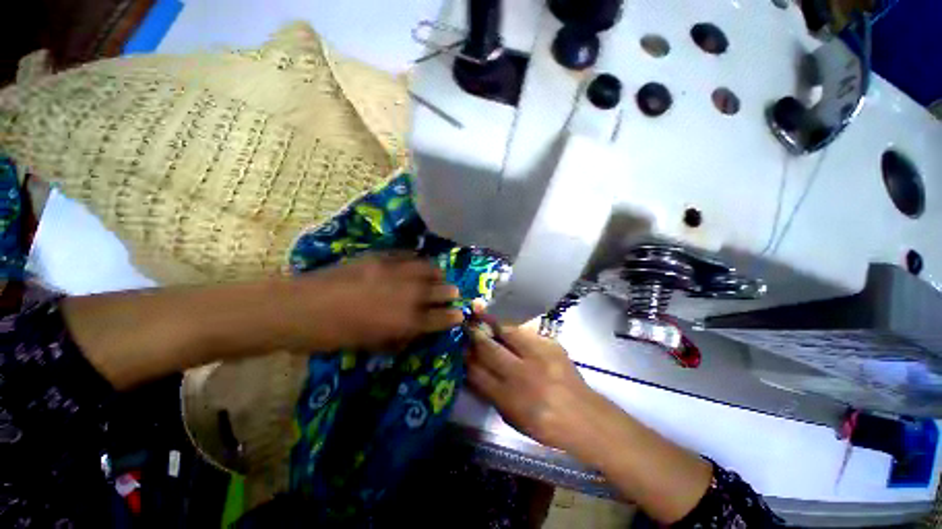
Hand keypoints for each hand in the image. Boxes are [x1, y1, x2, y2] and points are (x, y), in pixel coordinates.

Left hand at [300, 255, 464, 351]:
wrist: (298, 308)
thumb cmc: (332, 336)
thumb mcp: (369, 345)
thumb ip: (397, 337)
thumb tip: (414, 330)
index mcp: (403, 321)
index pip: (438, 318)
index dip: (452, 317)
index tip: (459, 315)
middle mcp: (405, 294)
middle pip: (438, 290)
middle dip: (449, 292)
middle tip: (453, 292)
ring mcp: (393, 272)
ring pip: (427, 268)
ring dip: (436, 273)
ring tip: (439, 275)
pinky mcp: (378, 257)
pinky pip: (405, 255)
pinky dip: (415, 259)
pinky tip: (416, 261)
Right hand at [467, 322, 616, 452]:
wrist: (584, 417)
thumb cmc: (544, 424)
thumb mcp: (512, 418)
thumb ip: (491, 393)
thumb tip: (472, 371)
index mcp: (509, 398)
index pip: (477, 372)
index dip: (465, 357)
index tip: (458, 346)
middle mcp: (522, 374)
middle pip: (489, 349)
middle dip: (474, 335)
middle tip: (464, 323)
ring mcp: (538, 356)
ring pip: (507, 332)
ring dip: (490, 321)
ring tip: (478, 310)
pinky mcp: (551, 345)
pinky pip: (524, 331)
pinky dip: (510, 326)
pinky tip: (503, 322)